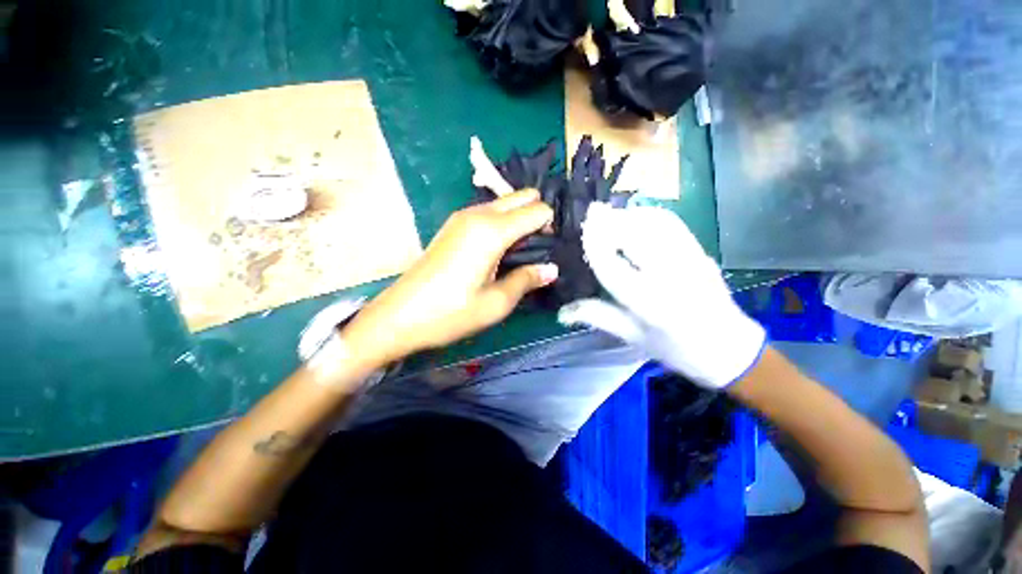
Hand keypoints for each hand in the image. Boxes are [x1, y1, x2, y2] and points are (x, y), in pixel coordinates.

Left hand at [341, 189, 557, 365]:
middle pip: (521, 197)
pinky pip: (488, 213)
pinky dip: (502, 223)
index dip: (549, 226)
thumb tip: (551, 269)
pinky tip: (498, 250)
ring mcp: (462, 217)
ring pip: (504, 203)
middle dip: (536, 216)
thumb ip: (527, 279)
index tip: (549, 250)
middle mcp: (478, 214)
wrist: (399, 316)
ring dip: (519, 219)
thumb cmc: (450, 313)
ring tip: (519, 252)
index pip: (537, 210)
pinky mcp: (452, 225)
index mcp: (492, 231)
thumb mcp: (496, 303)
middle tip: (536, 249)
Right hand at [558, 203, 764, 388]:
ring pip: (655, 224)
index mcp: (648, 304)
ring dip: (630, 214)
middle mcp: (669, 278)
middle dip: (611, 220)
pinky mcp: (701, 252)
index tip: (584, 228)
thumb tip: (562, 312)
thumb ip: (597, 317)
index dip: (595, 244)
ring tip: (612, 214)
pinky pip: (673, 224)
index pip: (612, 266)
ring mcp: (690, 261)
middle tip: (593, 213)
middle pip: (634, 236)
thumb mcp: (632, 336)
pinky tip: (637, 216)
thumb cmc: (675, 349)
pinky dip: (651, 214)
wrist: (728, 349)